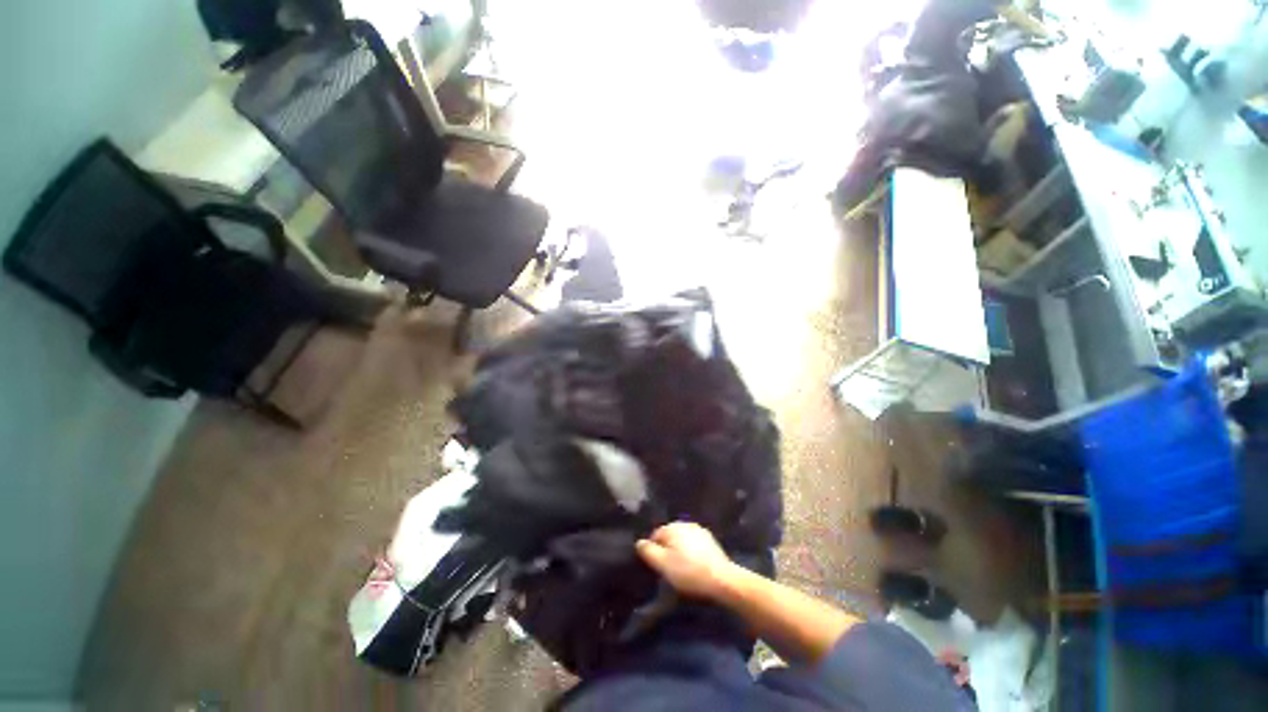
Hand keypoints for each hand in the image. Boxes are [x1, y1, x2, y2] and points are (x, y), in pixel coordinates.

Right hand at [636, 522, 738, 599]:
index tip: (658, 567)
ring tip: (682, 570)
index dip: (654, 551)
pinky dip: (691, 553)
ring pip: (682, 540)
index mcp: (672, 527)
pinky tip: (694, 567)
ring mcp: (699, 531)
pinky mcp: (711, 541)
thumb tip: (639, 542)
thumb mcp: (662, 564)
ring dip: (680, 551)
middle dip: (667, 550)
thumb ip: (648, 551)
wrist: (721, 579)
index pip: (655, 535)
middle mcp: (685, 523)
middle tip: (669, 570)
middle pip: (669, 536)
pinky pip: (694, 545)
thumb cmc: (688, 571)